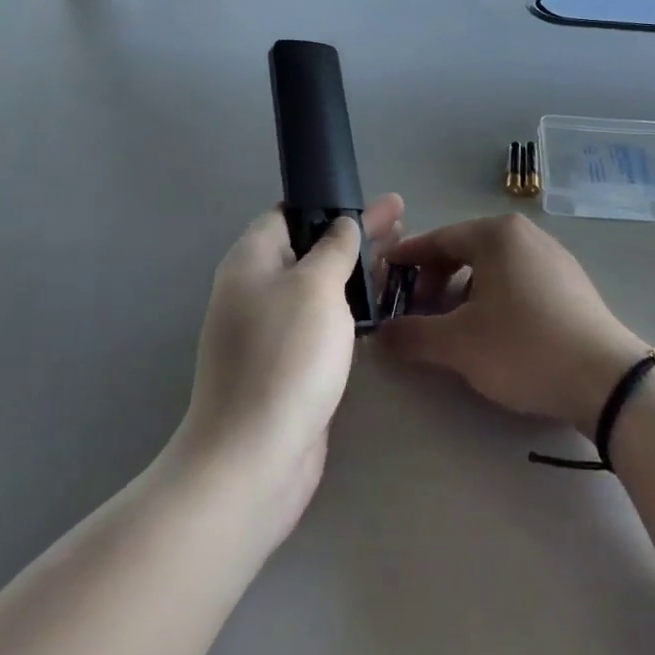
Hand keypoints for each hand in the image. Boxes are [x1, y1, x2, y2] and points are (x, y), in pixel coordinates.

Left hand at [180, 195, 403, 533]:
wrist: (255, 457)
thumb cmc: (285, 356)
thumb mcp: (315, 286)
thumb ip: (334, 248)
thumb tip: (343, 224)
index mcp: (252, 260)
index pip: (286, 214)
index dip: (326, 201)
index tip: (367, 197)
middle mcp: (258, 289)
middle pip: (311, 247)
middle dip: (355, 232)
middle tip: (401, 217)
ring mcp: (274, 328)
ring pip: (323, 284)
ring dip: (359, 267)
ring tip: (402, 252)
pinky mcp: (292, 362)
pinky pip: (327, 318)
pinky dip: (354, 305)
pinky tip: (384, 301)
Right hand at [380, 214, 645, 436]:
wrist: (606, 379)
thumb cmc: (524, 347)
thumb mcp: (459, 344)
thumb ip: (412, 335)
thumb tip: (379, 335)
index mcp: (497, 235)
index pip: (438, 239)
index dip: (407, 259)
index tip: (383, 277)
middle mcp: (526, 235)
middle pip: (465, 250)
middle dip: (435, 279)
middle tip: (415, 311)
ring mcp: (553, 257)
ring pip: (493, 267)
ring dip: (463, 292)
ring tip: (451, 326)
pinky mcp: (570, 284)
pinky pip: (518, 280)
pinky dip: (493, 297)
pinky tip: (491, 331)